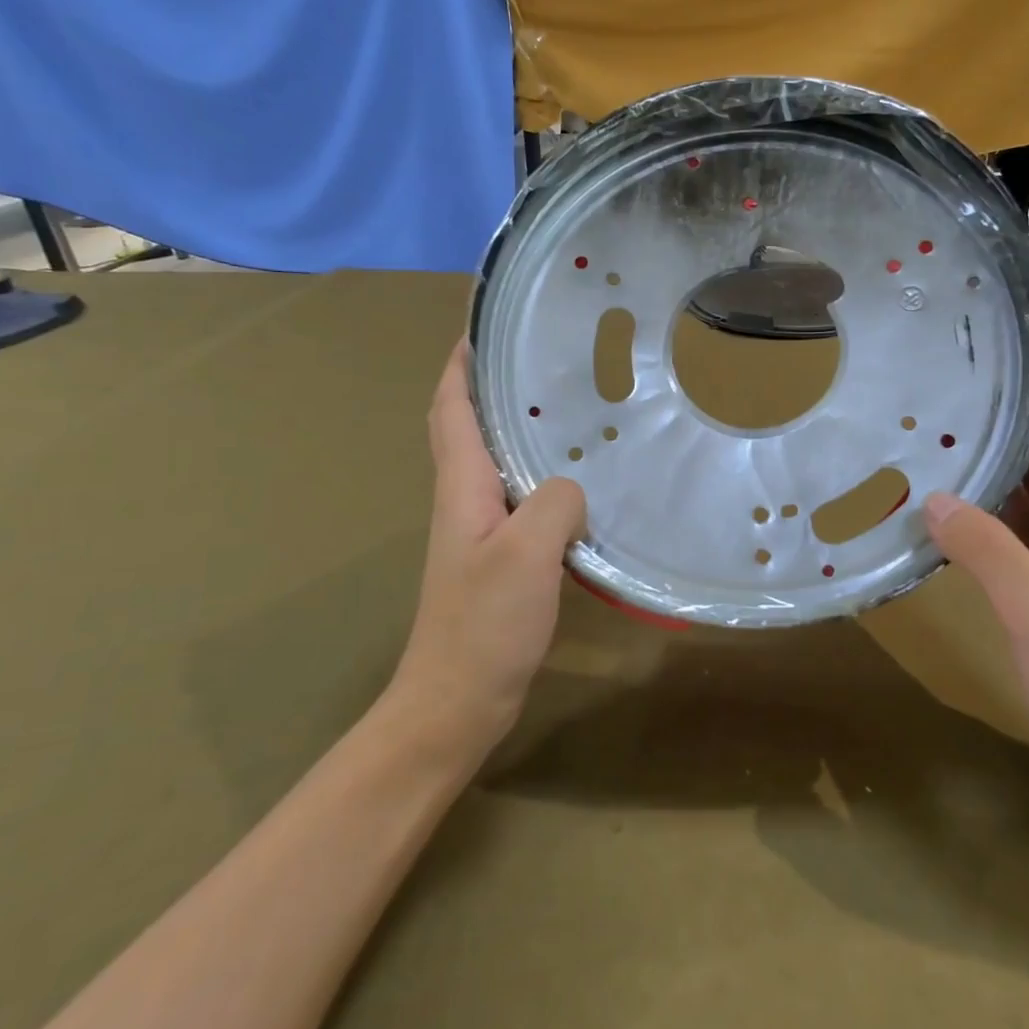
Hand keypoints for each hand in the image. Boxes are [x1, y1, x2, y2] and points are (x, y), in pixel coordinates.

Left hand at [390, 342, 585, 750]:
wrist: (457, 700)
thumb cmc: (483, 624)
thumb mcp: (526, 554)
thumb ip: (555, 504)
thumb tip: (573, 488)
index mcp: (462, 487)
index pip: (450, 410)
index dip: (459, 365)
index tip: (481, 328)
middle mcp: (465, 500)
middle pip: (467, 428)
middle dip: (488, 386)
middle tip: (537, 359)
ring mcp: (481, 531)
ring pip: (497, 463)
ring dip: (518, 429)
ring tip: (567, 408)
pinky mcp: (501, 558)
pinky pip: (522, 500)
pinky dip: (543, 477)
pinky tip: (579, 483)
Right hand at [921, 379, 1028, 809]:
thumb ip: (986, 549)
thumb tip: (933, 497)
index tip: (999, 346)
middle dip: (996, 419)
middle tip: (936, 388)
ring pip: (1022, 498)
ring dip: (984, 467)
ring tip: (929, 437)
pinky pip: (1013, 537)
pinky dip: (980, 517)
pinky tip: (943, 515)